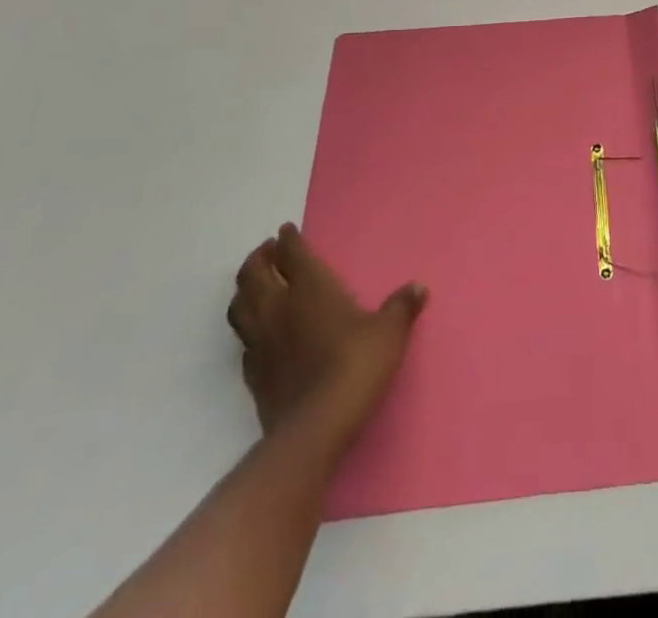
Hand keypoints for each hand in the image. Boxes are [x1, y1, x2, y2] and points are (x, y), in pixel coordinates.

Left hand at [226, 223, 426, 450]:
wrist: (316, 428)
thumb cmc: (355, 366)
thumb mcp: (389, 333)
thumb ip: (401, 307)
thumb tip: (418, 288)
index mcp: (310, 288)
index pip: (292, 254)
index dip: (288, 239)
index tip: (286, 230)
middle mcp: (279, 308)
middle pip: (254, 274)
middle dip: (259, 258)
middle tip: (267, 251)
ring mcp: (260, 342)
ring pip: (239, 306)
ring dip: (244, 289)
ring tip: (255, 284)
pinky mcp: (252, 374)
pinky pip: (243, 341)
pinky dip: (247, 328)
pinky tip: (258, 332)